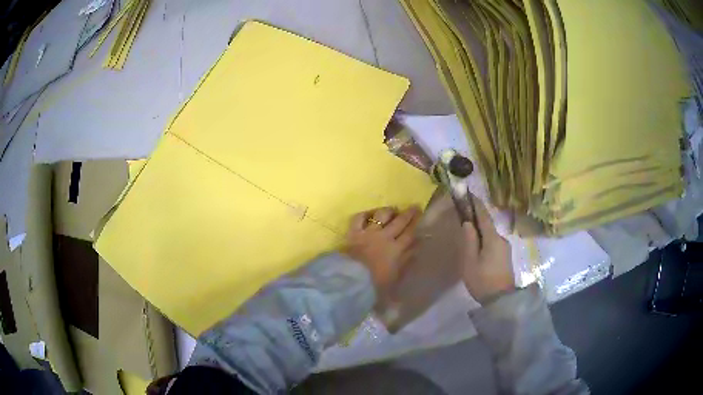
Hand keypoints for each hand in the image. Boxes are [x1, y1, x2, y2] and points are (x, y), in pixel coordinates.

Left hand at [344, 206, 421, 289]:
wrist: (353, 281)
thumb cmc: (376, 284)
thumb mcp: (396, 276)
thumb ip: (407, 261)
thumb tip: (417, 248)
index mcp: (396, 250)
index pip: (409, 234)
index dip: (416, 224)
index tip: (422, 216)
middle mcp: (385, 237)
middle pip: (399, 222)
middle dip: (408, 214)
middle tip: (414, 207)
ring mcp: (369, 233)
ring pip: (381, 215)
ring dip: (388, 211)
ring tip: (393, 210)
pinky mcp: (354, 232)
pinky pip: (359, 218)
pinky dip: (365, 214)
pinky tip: (369, 214)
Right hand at [461, 196, 514, 303]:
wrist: (501, 300)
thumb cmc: (482, 280)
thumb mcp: (470, 261)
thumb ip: (469, 240)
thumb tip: (467, 222)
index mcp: (493, 238)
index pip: (484, 216)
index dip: (476, 204)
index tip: (469, 193)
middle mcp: (501, 239)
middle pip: (487, 224)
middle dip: (477, 217)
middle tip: (464, 213)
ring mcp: (505, 247)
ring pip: (490, 234)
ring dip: (480, 229)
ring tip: (468, 231)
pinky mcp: (505, 256)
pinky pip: (493, 242)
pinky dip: (484, 239)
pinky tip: (477, 245)